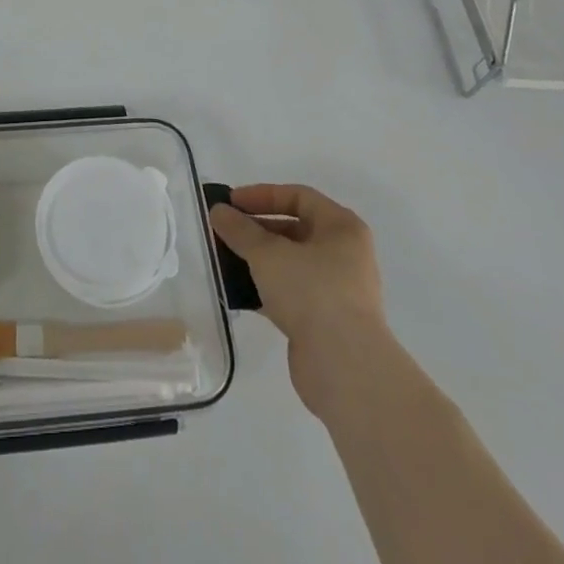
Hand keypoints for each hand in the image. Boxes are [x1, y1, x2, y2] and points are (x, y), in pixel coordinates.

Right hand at [211, 184, 385, 422]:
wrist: (344, 368)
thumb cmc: (311, 292)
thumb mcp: (268, 254)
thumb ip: (240, 229)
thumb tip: (218, 211)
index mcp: (342, 228)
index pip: (298, 196)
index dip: (262, 195)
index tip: (230, 203)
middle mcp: (345, 254)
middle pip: (294, 229)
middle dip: (257, 229)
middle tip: (224, 232)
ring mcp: (337, 289)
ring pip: (291, 263)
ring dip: (259, 260)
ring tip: (226, 260)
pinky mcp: (326, 321)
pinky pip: (291, 293)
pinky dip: (266, 289)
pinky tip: (240, 292)